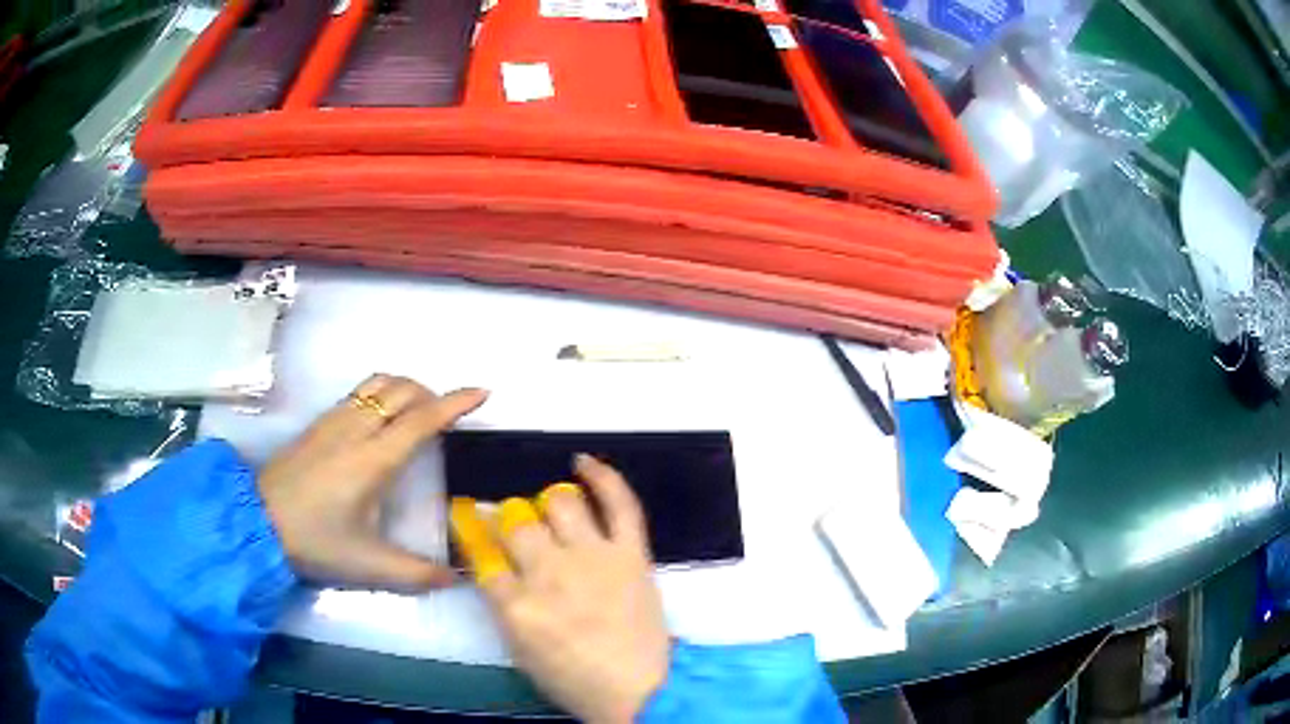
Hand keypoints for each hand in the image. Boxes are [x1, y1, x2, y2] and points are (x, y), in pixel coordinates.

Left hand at [259, 374, 487, 591]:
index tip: (483, 392)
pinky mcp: (318, 422)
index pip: (422, 419)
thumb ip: (417, 574)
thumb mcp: (370, 566)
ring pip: (378, 383)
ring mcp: (334, 420)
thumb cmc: (316, 541)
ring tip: (417, 412)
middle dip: (433, 393)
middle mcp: (356, 429)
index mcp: (374, 460)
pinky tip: (380, 419)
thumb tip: (457, 578)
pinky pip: (359, 392)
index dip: (455, 403)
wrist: (258, 522)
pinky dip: (382, 393)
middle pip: (403, 389)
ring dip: (406, 388)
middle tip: (447, 416)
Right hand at [451, 455, 669, 723]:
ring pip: (560, 501)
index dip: (471, 530)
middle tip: (516, 530)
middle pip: (516, 520)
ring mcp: (595, 558)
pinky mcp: (632, 553)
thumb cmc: (573, 679)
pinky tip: (583, 462)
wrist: (641, 690)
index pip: (480, 551)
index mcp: (517, 605)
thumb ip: (501, 602)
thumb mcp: (519, 649)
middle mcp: (551, 572)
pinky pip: (620, 503)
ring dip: (548, 504)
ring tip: (552, 515)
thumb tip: (490, 559)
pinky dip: (603, 477)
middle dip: (509, 520)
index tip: (469, 520)